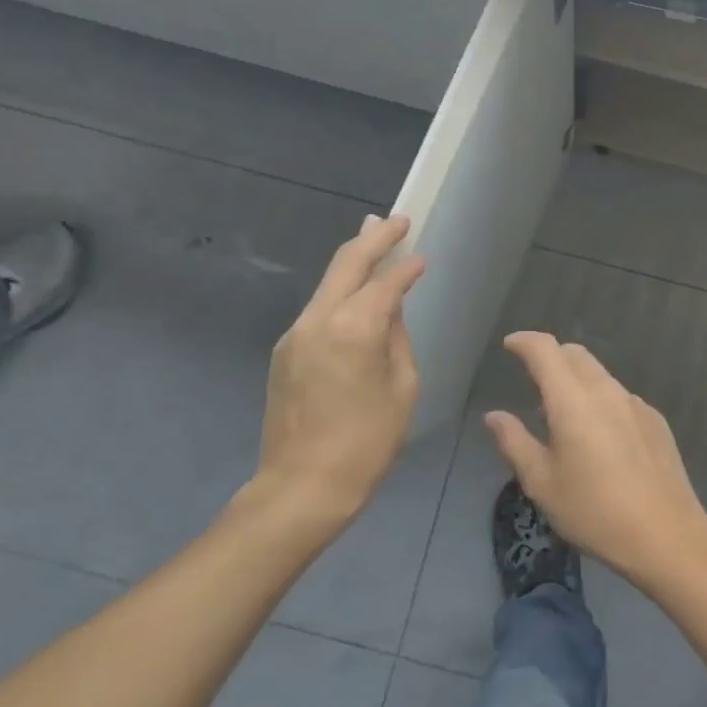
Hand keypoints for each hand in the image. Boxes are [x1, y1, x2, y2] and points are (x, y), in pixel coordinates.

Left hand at [257, 215, 424, 526]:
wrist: (301, 486)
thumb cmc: (367, 442)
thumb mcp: (402, 388)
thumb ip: (397, 338)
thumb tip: (390, 310)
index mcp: (354, 328)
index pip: (385, 282)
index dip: (406, 267)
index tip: (422, 257)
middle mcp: (318, 319)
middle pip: (346, 263)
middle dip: (373, 237)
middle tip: (396, 220)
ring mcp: (295, 333)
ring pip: (327, 282)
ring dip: (352, 260)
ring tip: (374, 241)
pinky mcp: (284, 350)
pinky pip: (318, 308)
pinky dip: (339, 291)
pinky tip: (354, 294)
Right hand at [485, 332, 706, 584]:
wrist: (666, 534)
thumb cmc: (594, 512)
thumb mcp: (542, 484)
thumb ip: (514, 443)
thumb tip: (494, 416)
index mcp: (573, 401)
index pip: (546, 350)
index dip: (525, 342)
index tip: (510, 346)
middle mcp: (606, 391)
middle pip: (575, 355)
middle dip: (551, 357)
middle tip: (533, 381)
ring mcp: (635, 403)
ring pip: (600, 374)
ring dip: (576, 380)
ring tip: (563, 416)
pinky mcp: (655, 420)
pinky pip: (620, 396)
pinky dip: (600, 400)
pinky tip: (600, 438)